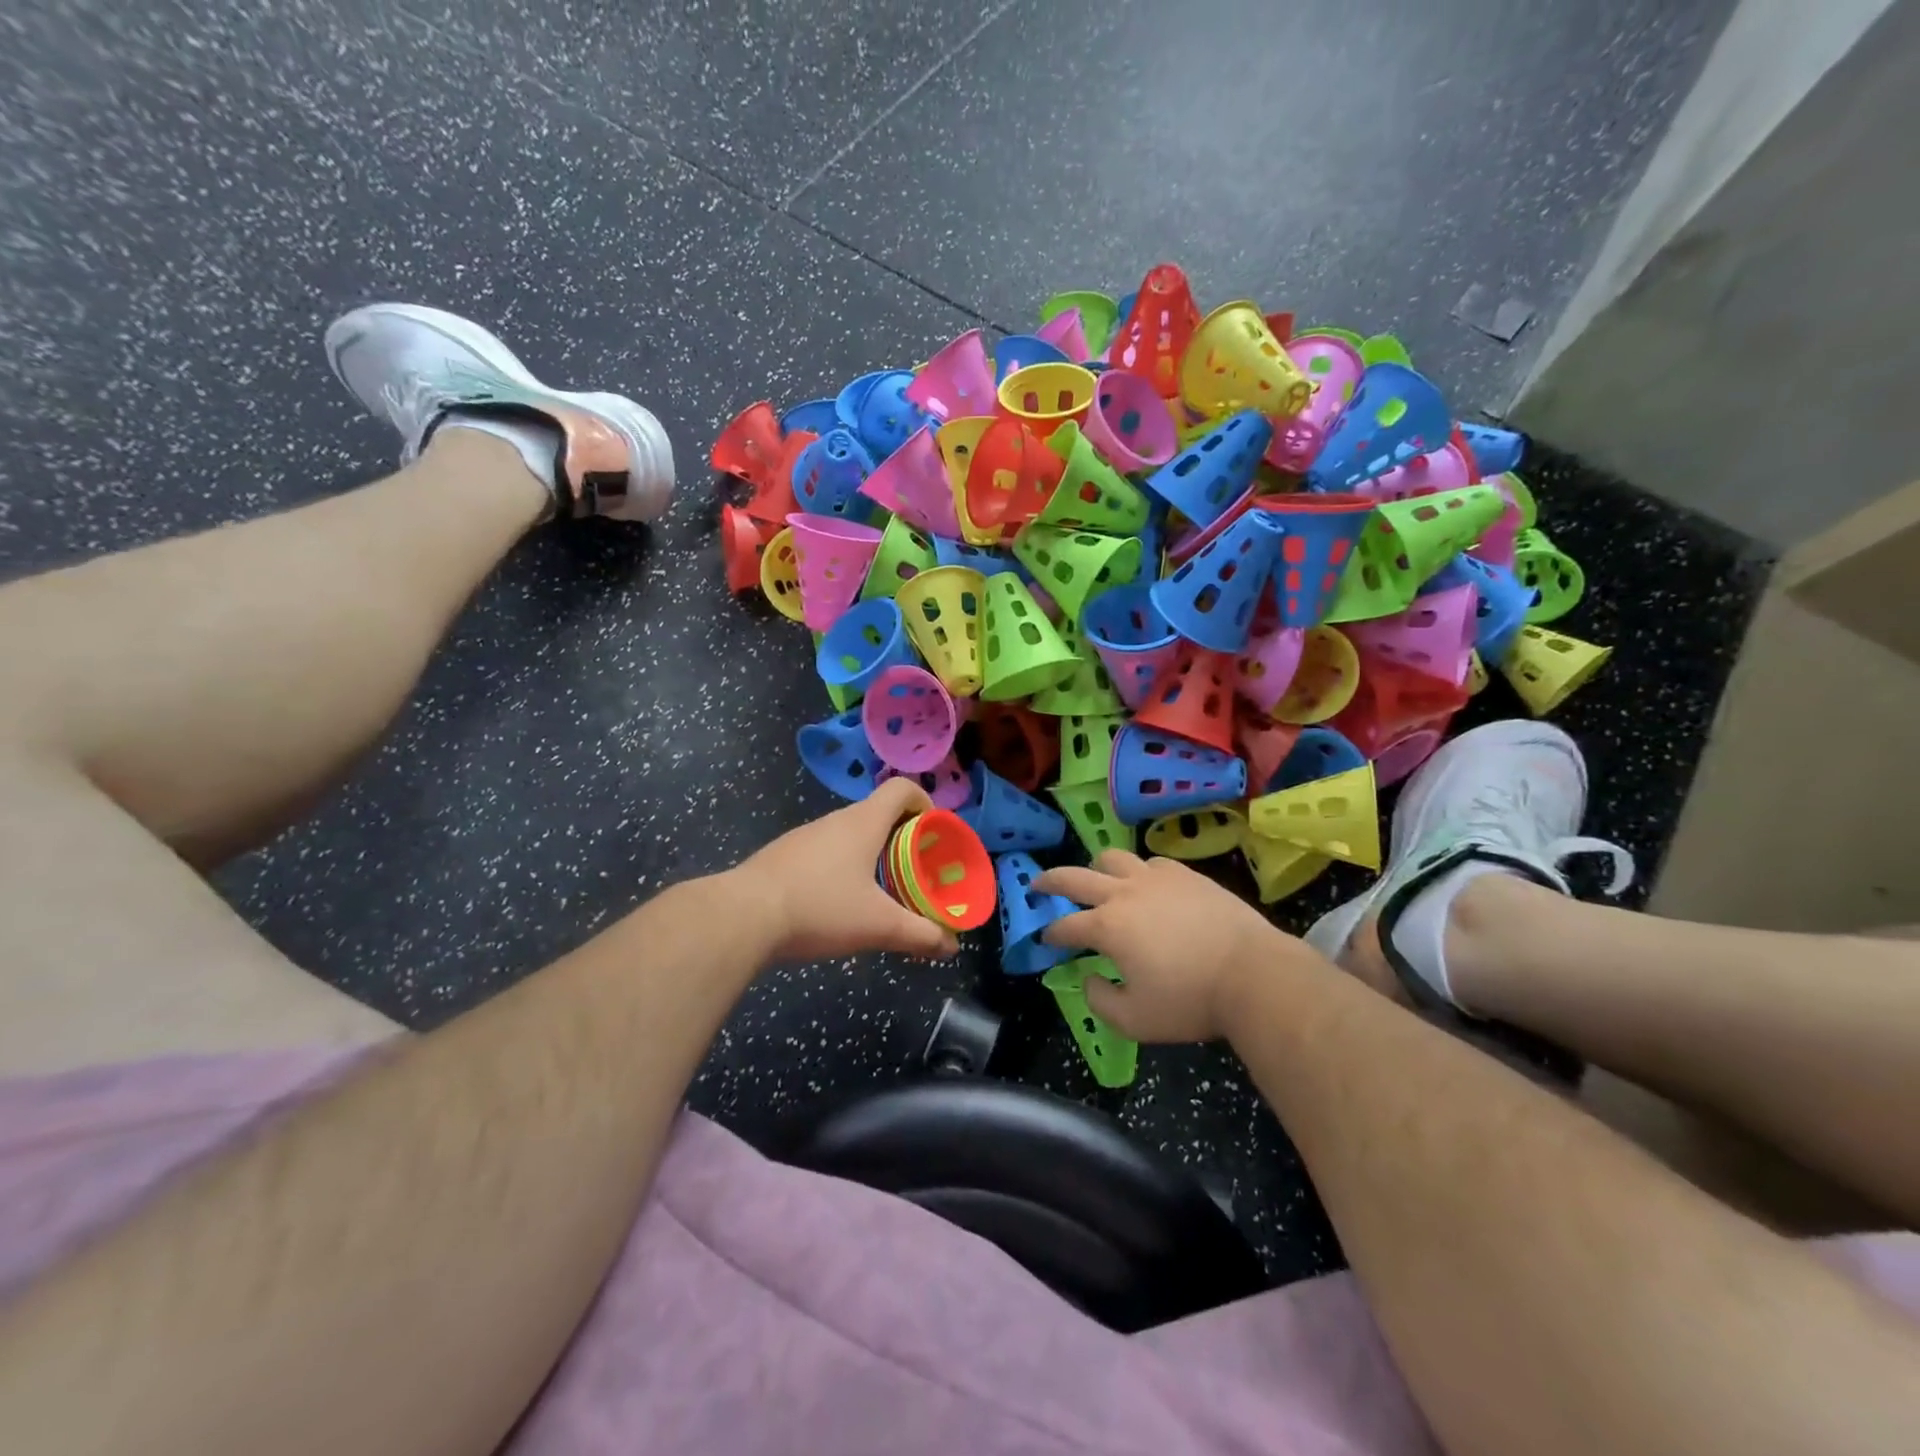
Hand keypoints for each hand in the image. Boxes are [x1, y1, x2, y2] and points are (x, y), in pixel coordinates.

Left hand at [728, 779, 959, 963]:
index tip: (935, 833)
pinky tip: (837, 905)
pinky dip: (841, 869)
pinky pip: (824, 853)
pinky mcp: (782, 857)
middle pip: (878, 814)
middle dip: (902, 839)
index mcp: (863, 823)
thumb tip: (951, 946)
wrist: (742, 916)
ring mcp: (804, 837)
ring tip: (880, 893)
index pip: (902, 789)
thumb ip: (919, 935)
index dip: (925, 803)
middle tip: (915, 872)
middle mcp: (835, 821)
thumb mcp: (877, 925)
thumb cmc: (820, 907)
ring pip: (849, 836)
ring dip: (871, 855)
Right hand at [1037, 851, 1316, 1042]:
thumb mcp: (1134, 1020)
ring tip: (1098, 879)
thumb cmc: (1190, 1000)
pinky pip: (1152, 862)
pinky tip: (1148, 885)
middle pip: (1075, 876)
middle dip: (1050, 880)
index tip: (1046, 938)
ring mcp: (1157, 878)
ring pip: (1114, 858)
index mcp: (1107, 926)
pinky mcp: (1186, 874)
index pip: (1065, 925)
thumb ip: (1100, 1000)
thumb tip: (1090, 979)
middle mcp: (1124, 893)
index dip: (1050, 932)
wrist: (1253, 974)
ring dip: (1097, 868)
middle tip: (1038, 883)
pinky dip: (1140, 871)